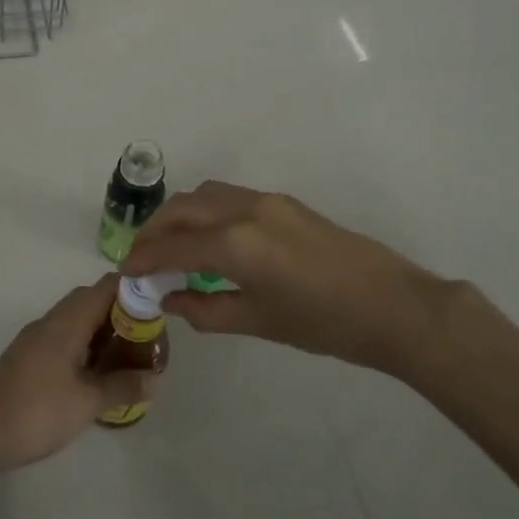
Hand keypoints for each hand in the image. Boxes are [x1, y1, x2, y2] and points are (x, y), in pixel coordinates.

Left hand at [0, 278, 156, 477]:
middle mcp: (51, 321)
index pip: (106, 286)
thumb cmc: (37, 411)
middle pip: (92, 301)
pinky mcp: (28, 358)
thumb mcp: (87, 402)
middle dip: (123, 315)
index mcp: (67, 321)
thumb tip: (155, 379)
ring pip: (78, 321)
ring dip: (103, 333)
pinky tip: (97, 375)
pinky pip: (65, 339)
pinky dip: (86, 348)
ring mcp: (36, 339)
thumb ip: (123, 386)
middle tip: (148, 340)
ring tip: (129, 358)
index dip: (135, 290)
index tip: (159, 307)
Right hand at [125, 181, 479, 378]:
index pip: (173, 245)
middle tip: (141, 256)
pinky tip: (209, 240)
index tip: (125, 271)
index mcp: (235, 243)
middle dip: (155, 230)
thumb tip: (171, 298)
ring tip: (171, 245)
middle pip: (183, 208)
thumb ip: (206, 309)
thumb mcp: (259, 322)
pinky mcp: (285, 203)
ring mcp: (268, 201)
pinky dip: (207, 212)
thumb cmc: (324, 324)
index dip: (145, 258)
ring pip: (206, 195)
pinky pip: (230, 198)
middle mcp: (245, 210)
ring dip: (180, 215)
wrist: (393, 305)